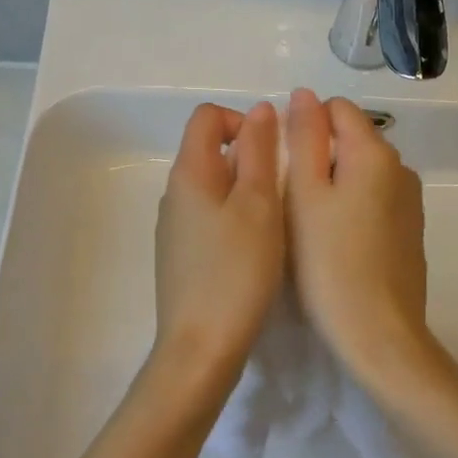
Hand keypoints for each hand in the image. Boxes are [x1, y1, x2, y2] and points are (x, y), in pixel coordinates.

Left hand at [151, 101, 285, 401]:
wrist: (200, 348)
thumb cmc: (236, 270)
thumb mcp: (259, 204)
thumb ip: (259, 152)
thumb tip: (259, 109)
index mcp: (189, 173)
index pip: (208, 117)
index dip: (242, 121)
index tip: (272, 153)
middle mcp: (175, 193)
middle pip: (210, 150)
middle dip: (251, 159)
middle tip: (282, 193)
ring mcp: (175, 226)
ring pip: (214, 186)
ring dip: (246, 191)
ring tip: (274, 223)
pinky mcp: (181, 255)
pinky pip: (210, 217)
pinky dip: (235, 218)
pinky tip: (254, 251)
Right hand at [284, 88, 437, 392]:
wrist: (379, 333)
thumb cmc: (329, 260)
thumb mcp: (304, 193)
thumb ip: (305, 137)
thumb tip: (304, 94)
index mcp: (375, 152)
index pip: (337, 109)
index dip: (304, 126)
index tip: (284, 164)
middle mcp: (400, 168)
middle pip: (351, 139)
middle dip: (318, 155)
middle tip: (290, 198)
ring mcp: (409, 201)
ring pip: (361, 171)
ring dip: (333, 182)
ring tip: (308, 222)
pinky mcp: (409, 230)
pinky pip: (374, 199)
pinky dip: (351, 205)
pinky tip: (335, 241)